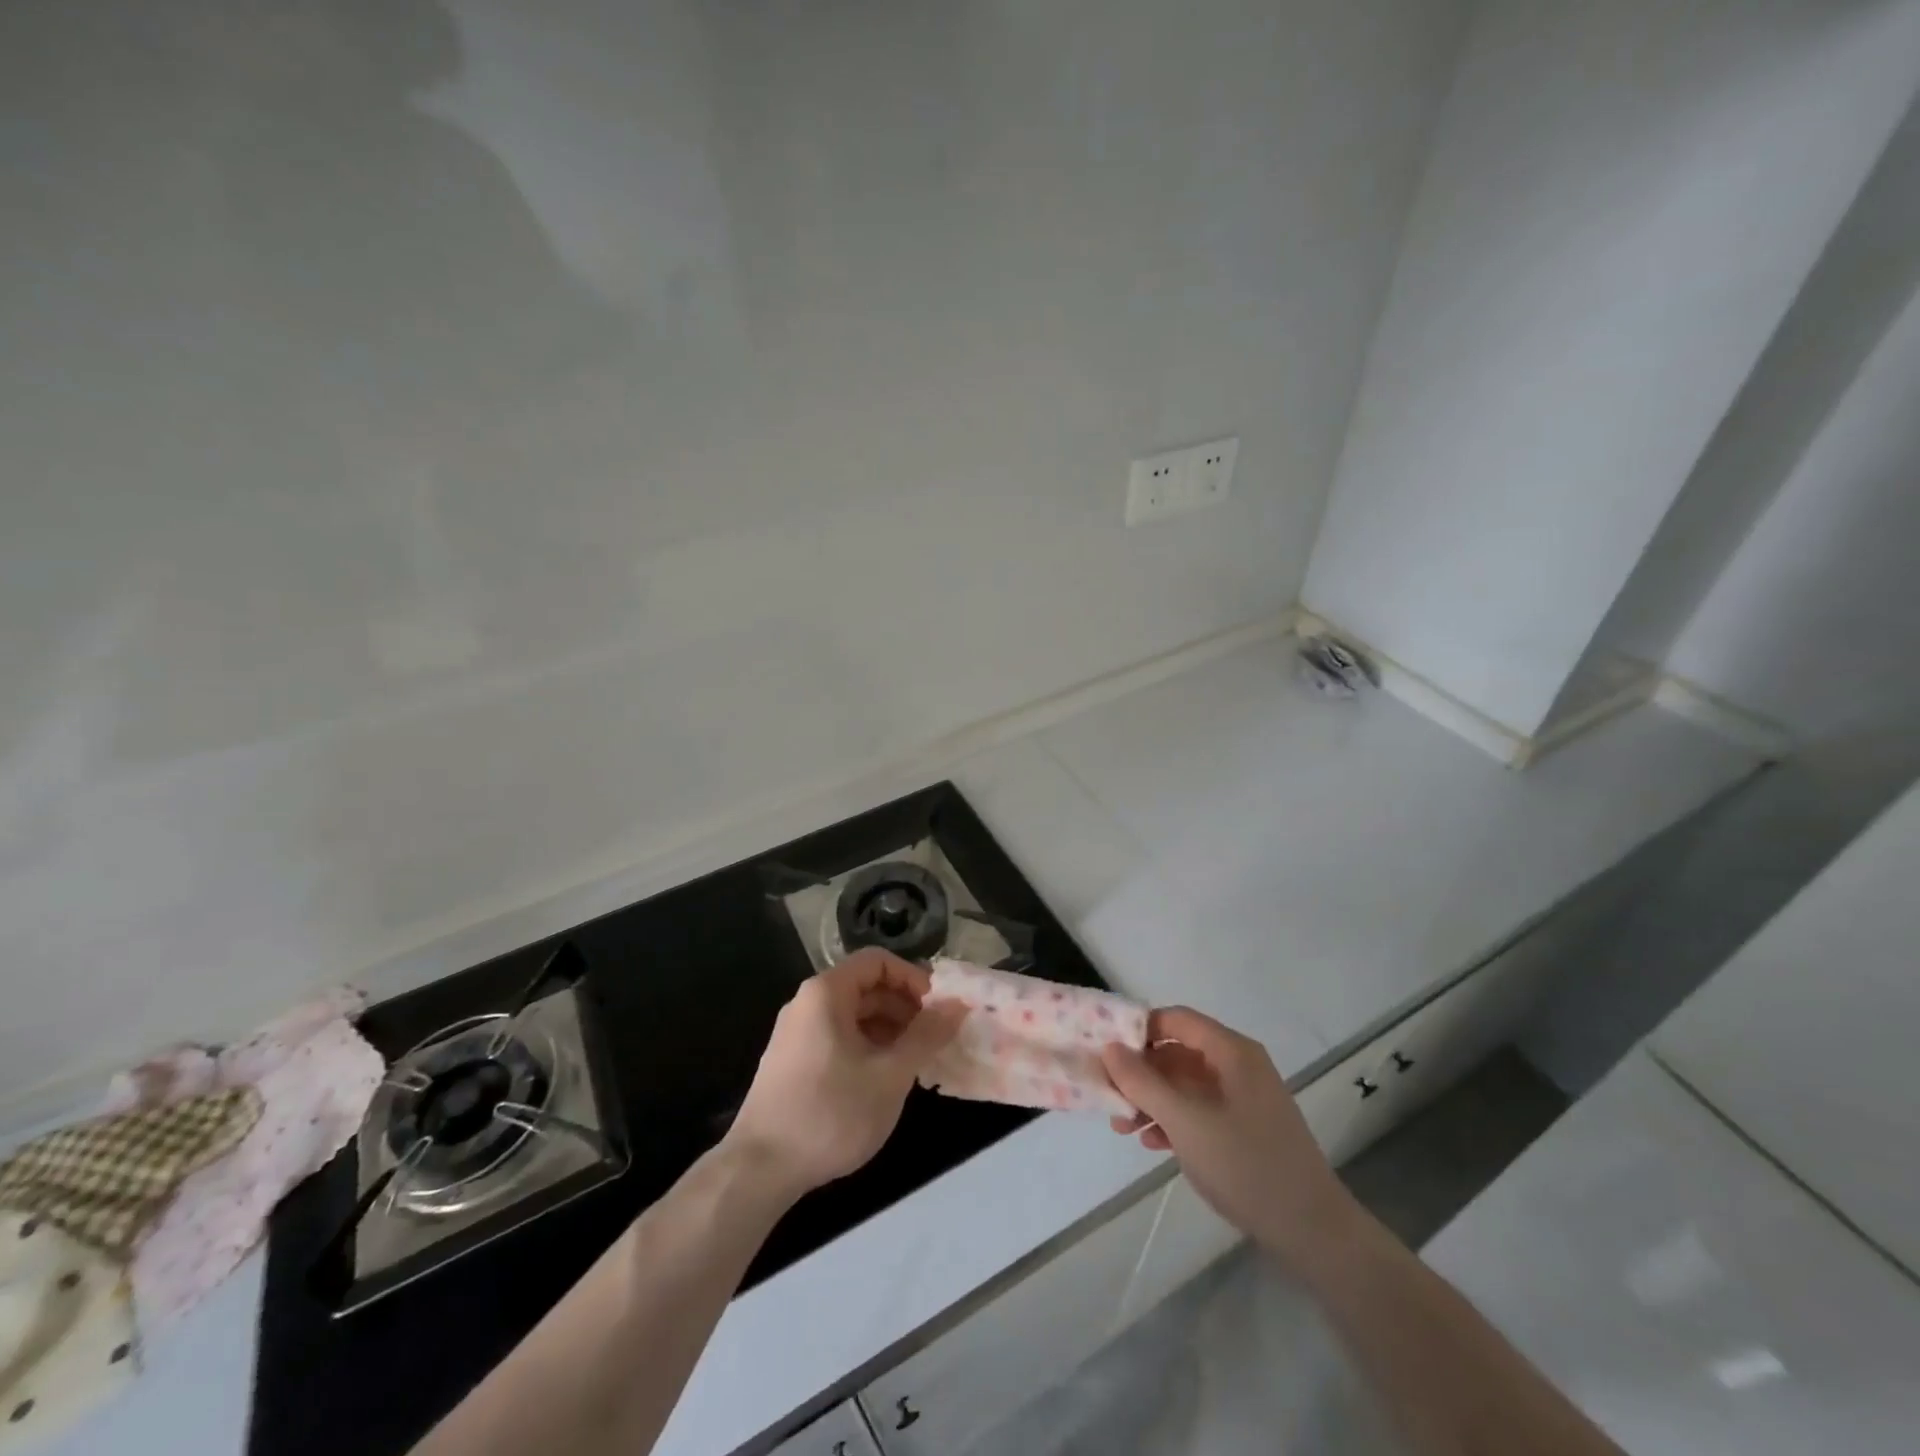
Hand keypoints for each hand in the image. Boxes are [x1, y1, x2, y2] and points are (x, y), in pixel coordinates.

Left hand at [725, 948, 964, 1199]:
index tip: (939, 1009)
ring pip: (854, 1016)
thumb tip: (958, 1005)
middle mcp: (808, 1003)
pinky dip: (867, 1048)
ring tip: (916, 1062)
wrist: (759, 1170)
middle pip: (866, 987)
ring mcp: (797, 1033)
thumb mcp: (890, 1074)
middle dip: (905, 1008)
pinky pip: (839, 1038)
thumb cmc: (831, 1113)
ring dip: (889, 1031)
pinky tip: (885, 1080)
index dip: (913, 978)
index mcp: (827, 993)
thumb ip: (927, 1035)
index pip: (878, 962)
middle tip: (935, 1038)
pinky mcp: (793, 1062)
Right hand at [1102, 1007, 1361, 1264]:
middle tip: (1108, 1097)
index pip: (1175, 1019)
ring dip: (1152, 1100)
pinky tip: (1152, 1144)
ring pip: (1184, 1083)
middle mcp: (1238, 1065)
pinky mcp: (1244, 1127)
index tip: (1106, 1053)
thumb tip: (1110, 1047)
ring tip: (1123, 1127)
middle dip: (1140, 1073)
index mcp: (1231, 1051)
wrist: (1313, 1232)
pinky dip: (1173, 1120)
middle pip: (1177, 1052)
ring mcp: (1243, 1097)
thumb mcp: (1186, 1122)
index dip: (1138, 1030)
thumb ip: (1143, 1082)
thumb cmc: (1246, 1165)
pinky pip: (1199, 1109)